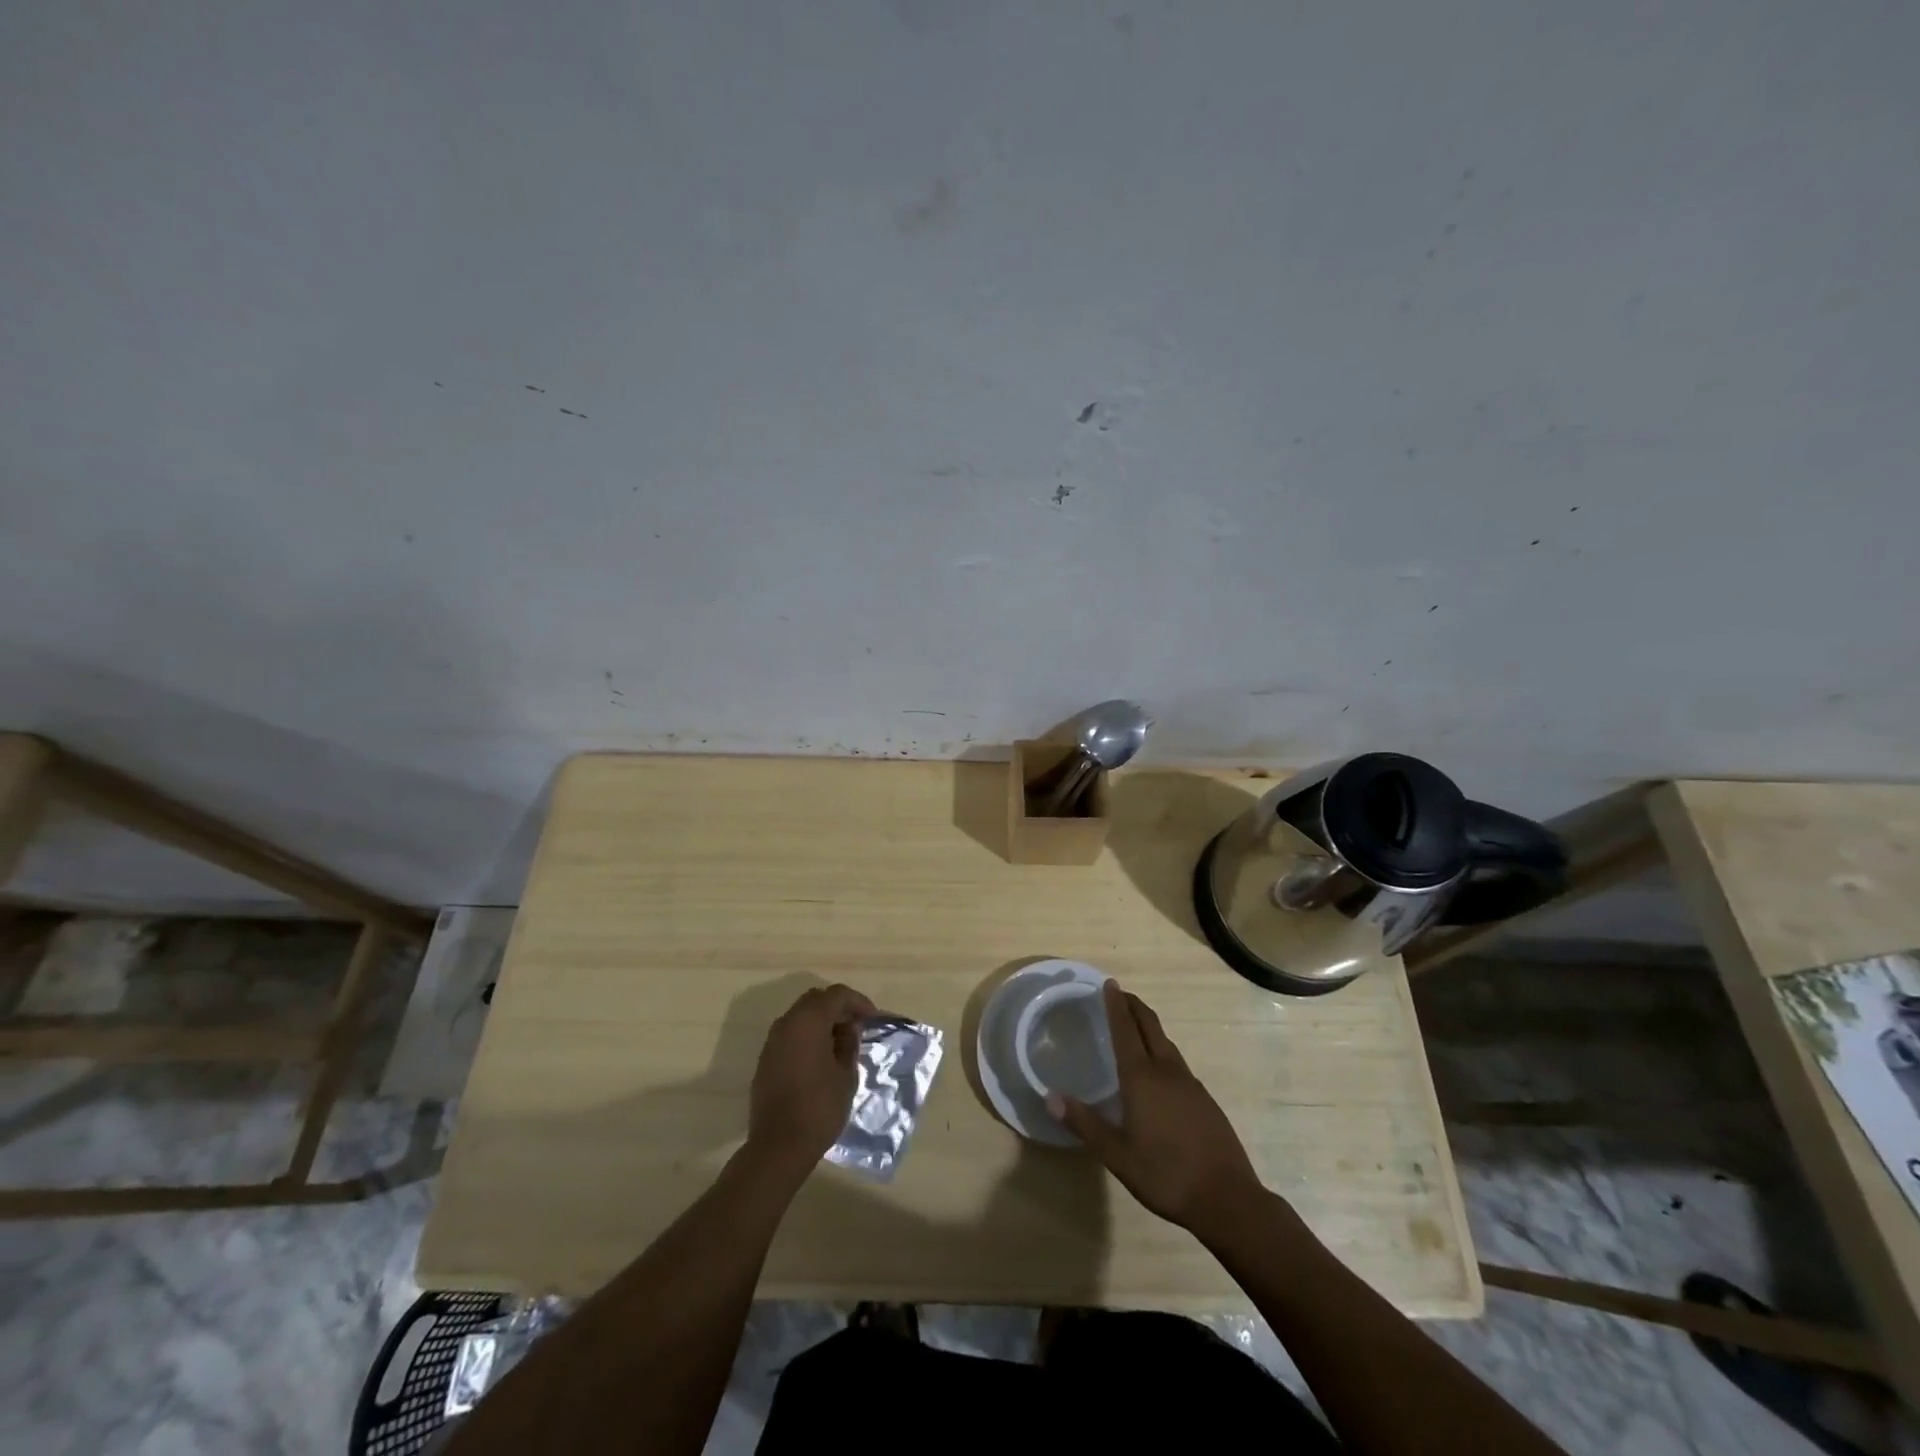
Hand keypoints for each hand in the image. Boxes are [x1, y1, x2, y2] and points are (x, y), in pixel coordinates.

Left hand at [747, 983, 875, 1170]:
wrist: (779, 1145)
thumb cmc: (819, 1107)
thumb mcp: (846, 1074)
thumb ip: (849, 1043)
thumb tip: (848, 1028)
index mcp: (808, 1020)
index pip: (837, 995)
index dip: (858, 1002)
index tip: (872, 1019)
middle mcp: (787, 1023)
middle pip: (816, 1000)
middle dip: (838, 1008)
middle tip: (857, 1026)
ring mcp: (772, 1041)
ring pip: (800, 1016)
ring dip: (821, 1021)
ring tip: (841, 1042)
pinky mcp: (765, 1060)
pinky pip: (790, 1035)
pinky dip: (807, 1036)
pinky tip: (821, 1057)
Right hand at [1052, 981, 1264, 1237]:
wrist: (1227, 1199)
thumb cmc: (1165, 1175)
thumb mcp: (1117, 1154)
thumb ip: (1084, 1124)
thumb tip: (1050, 1096)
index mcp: (1142, 1078)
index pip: (1126, 1030)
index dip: (1116, 1005)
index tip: (1110, 983)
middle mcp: (1167, 1071)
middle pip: (1150, 1027)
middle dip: (1134, 1006)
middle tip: (1120, 993)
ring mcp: (1190, 1084)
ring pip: (1166, 1043)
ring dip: (1149, 1026)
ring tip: (1136, 1025)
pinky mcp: (1205, 1100)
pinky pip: (1178, 1062)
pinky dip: (1163, 1050)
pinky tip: (1160, 1069)